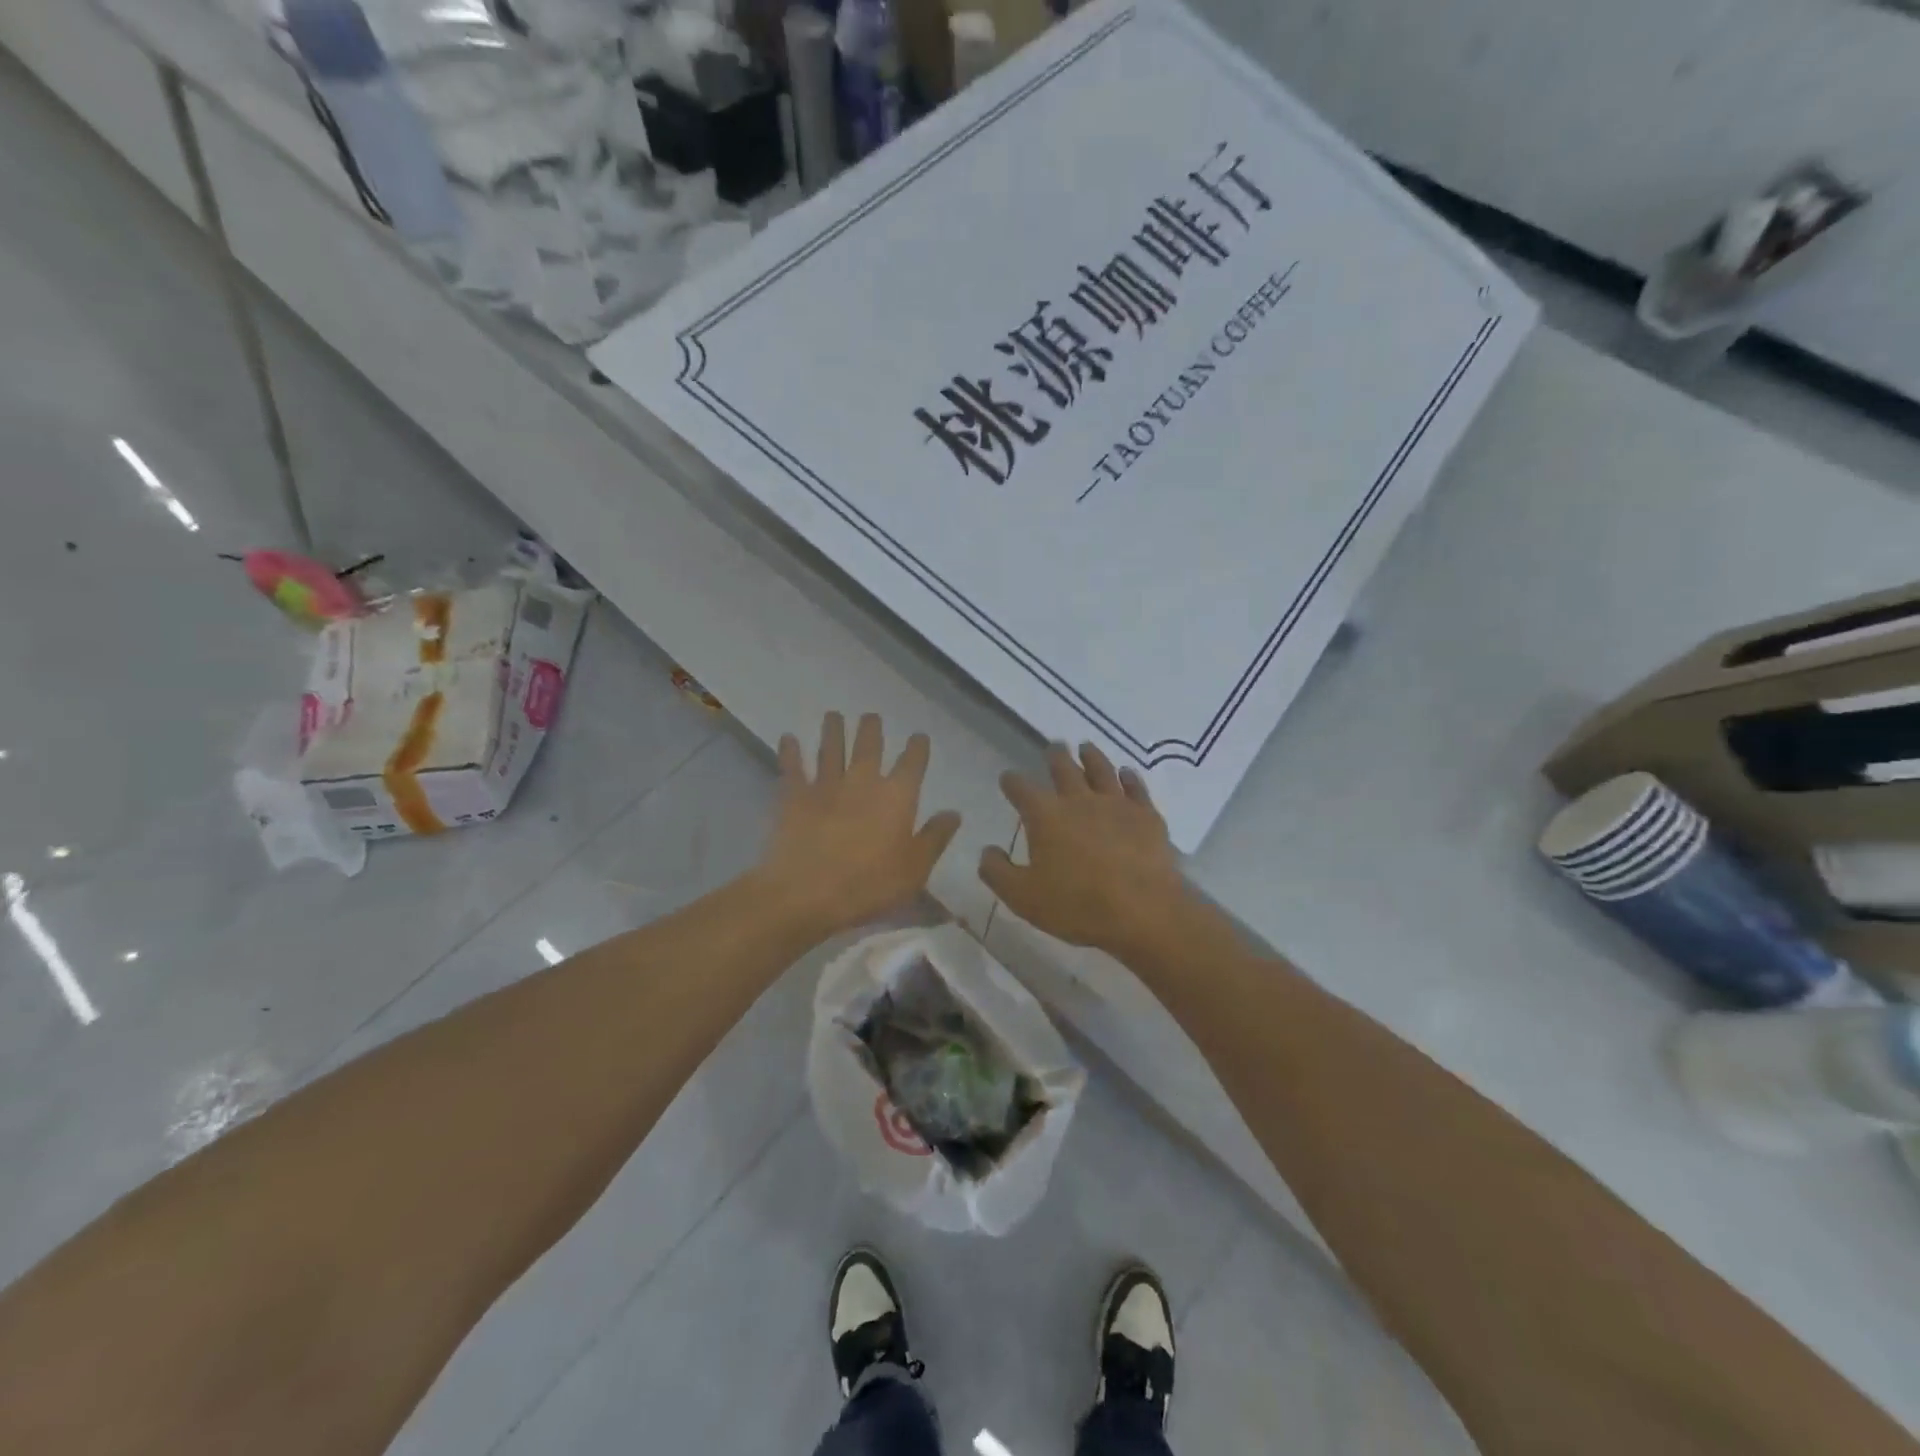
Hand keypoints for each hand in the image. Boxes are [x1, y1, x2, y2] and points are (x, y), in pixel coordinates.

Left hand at [758, 712, 962, 939]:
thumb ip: (934, 838)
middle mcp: (862, 781)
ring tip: (833, 715)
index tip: (918, 737)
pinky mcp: (793, 797)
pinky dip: (790, 751)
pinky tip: (788, 738)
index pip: (912, 763)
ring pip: (831, 749)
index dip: (917, 748)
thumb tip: (953, 813)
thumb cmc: (868, 886)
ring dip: (833, 730)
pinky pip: (792, 767)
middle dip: (872, 729)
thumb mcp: (915, 870)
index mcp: (897, 796)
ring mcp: (825, 785)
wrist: (806, 894)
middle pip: (869, 746)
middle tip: (871, 716)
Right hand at [980, 744, 1190, 957]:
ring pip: (1101, 770)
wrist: (1142, 911)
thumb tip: (987, 851)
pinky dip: (1129, 778)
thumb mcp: (1023, 897)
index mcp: (1045, 815)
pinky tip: (1127, 774)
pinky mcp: (1146, 815)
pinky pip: (1136, 788)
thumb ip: (998, 872)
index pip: (1022, 789)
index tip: (1008, 778)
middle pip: (1064, 769)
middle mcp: (1079, 800)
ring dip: (1092, 757)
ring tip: (1086, 748)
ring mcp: (1116, 804)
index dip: (1012, 781)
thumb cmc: (1076, 905)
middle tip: (1053, 745)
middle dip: (1055, 756)